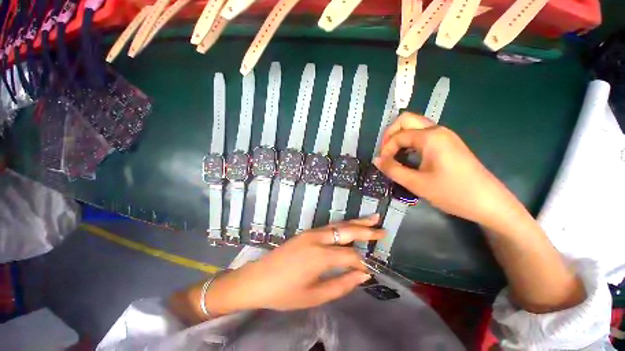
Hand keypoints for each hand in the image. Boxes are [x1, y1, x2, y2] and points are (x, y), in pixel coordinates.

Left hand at [165, 216, 384, 322]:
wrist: (257, 278)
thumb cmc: (284, 293)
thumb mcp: (314, 296)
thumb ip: (341, 285)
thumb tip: (362, 275)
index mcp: (319, 256)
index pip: (350, 256)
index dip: (362, 263)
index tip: (371, 269)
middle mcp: (317, 238)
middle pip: (347, 231)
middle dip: (366, 230)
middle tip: (383, 230)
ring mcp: (311, 232)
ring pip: (339, 225)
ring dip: (356, 222)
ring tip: (372, 218)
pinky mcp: (307, 232)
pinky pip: (330, 227)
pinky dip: (344, 225)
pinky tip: (351, 226)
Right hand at [375, 112, 523, 230]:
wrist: (488, 202)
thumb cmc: (452, 192)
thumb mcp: (417, 183)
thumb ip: (393, 170)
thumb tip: (376, 160)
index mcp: (430, 137)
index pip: (399, 135)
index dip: (386, 149)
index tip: (383, 164)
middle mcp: (438, 130)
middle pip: (406, 120)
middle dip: (390, 134)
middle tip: (385, 152)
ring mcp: (445, 136)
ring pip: (415, 126)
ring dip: (400, 137)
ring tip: (394, 155)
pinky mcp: (448, 144)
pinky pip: (423, 135)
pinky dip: (410, 141)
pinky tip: (408, 156)